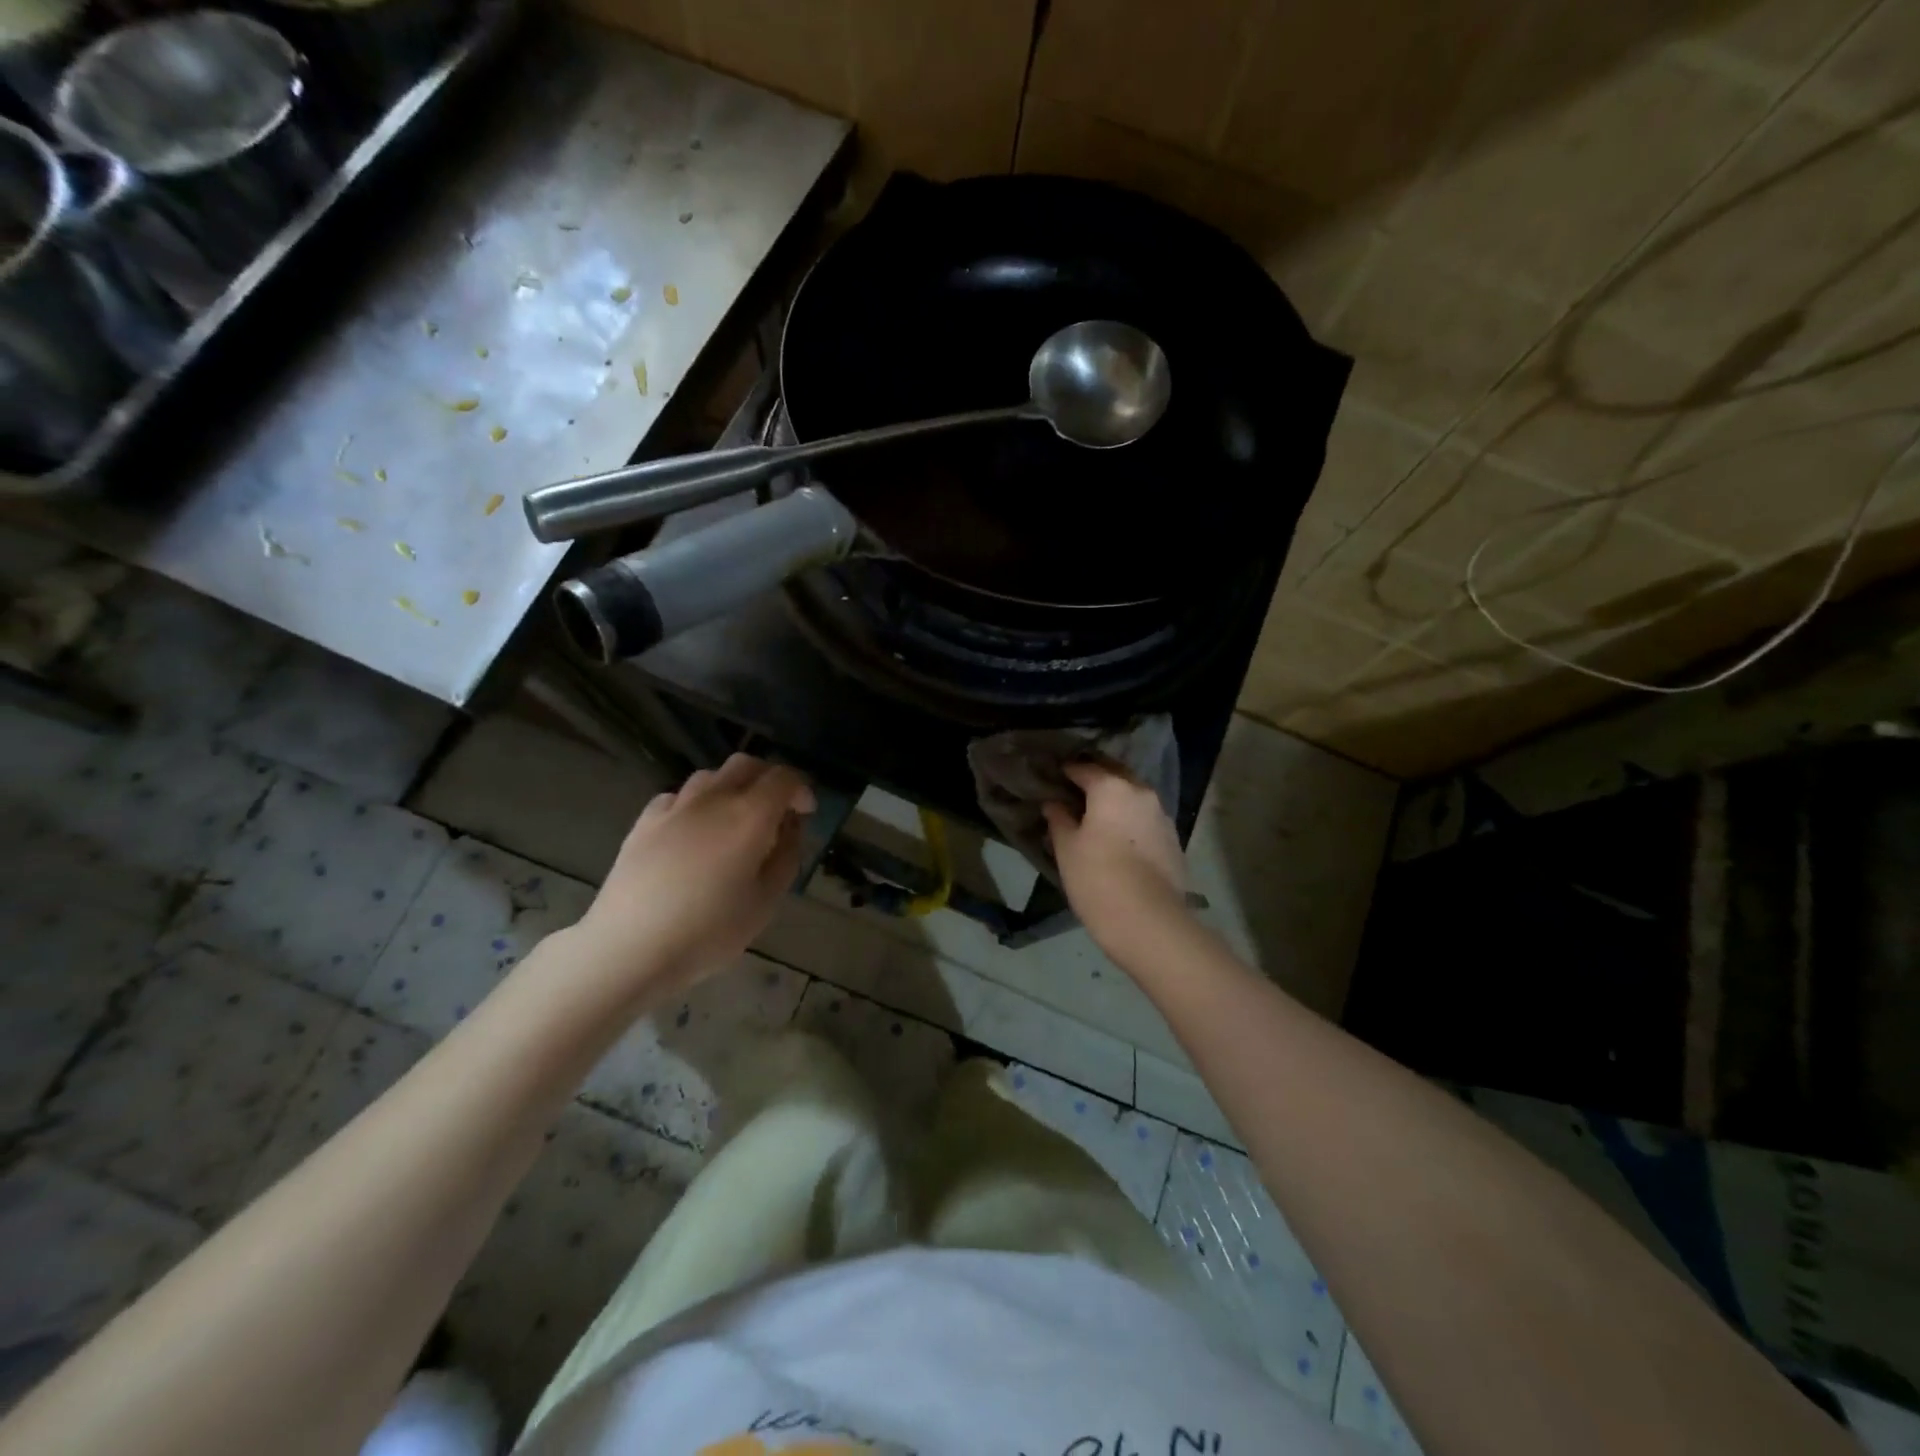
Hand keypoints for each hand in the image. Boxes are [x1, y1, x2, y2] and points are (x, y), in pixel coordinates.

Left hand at [575, 754, 815, 1000]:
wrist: (629, 947)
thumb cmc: (708, 931)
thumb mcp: (766, 902)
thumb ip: (787, 856)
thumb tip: (790, 827)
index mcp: (750, 815)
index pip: (784, 778)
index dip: (801, 790)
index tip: (806, 813)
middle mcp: (714, 798)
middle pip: (747, 765)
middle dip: (768, 779)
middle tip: (776, 811)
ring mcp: (675, 806)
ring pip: (711, 776)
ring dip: (732, 787)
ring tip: (734, 820)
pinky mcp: (645, 821)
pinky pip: (679, 796)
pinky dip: (697, 804)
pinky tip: (694, 832)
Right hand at [1042, 760, 1191, 957]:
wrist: (1149, 921)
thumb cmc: (1097, 878)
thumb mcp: (1067, 849)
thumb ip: (1059, 819)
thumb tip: (1053, 803)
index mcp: (1111, 787)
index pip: (1084, 768)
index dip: (1066, 772)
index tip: (1054, 778)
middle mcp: (1141, 792)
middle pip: (1115, 775)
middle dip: (1096, 779)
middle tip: (1075, 792)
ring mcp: (1162, 816)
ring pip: (1134, 796)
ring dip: (1117, 800)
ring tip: (1098, 816)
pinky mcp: (1173, 840)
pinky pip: (1146, 819)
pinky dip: (1131, 820)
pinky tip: (1120, 838)